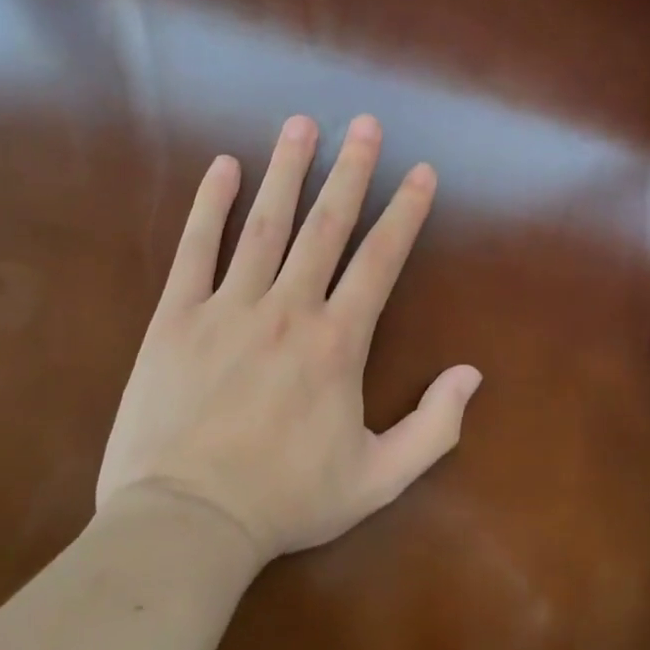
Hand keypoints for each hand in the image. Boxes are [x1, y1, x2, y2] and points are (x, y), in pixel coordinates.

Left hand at [96, 114, 481, 564]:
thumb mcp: (376, 479)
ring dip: (288, 170)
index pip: (381, 260)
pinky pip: (195, 249)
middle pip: (327, 225)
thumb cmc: (284, 502)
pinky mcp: (177, 318)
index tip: (422, 172)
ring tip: (302, 124)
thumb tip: (472, 375)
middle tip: (366, 123)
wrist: (184, 526)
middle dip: (352, 170)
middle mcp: (289, 309)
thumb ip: (433, 428)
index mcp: (337, 342)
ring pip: (266, 224)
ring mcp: (229, 308)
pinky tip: (224, 166)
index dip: (406, 212)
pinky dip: (210, 205)